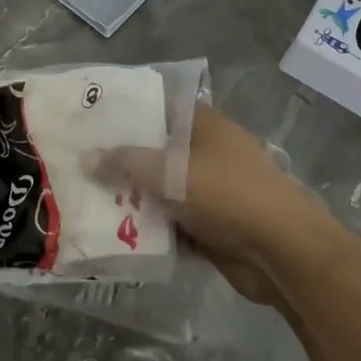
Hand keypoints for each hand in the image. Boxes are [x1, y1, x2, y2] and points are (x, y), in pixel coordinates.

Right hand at [91, 106, 329, 307]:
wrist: (283, 252)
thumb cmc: (227, 193)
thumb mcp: (170, 171)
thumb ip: (125, 163)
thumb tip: (87, 157)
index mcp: (201, 124)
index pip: (155, 108)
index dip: (123, 114)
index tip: (88, 123)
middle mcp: (205, 151)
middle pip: (154, 152)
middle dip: (120, 163)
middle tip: (78, 168)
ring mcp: (210, 190)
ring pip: (161, 191)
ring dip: (133, 201)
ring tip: (87, 203)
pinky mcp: (211, 226)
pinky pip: (172, 224)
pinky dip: (151, 230)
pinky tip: (115, 237)